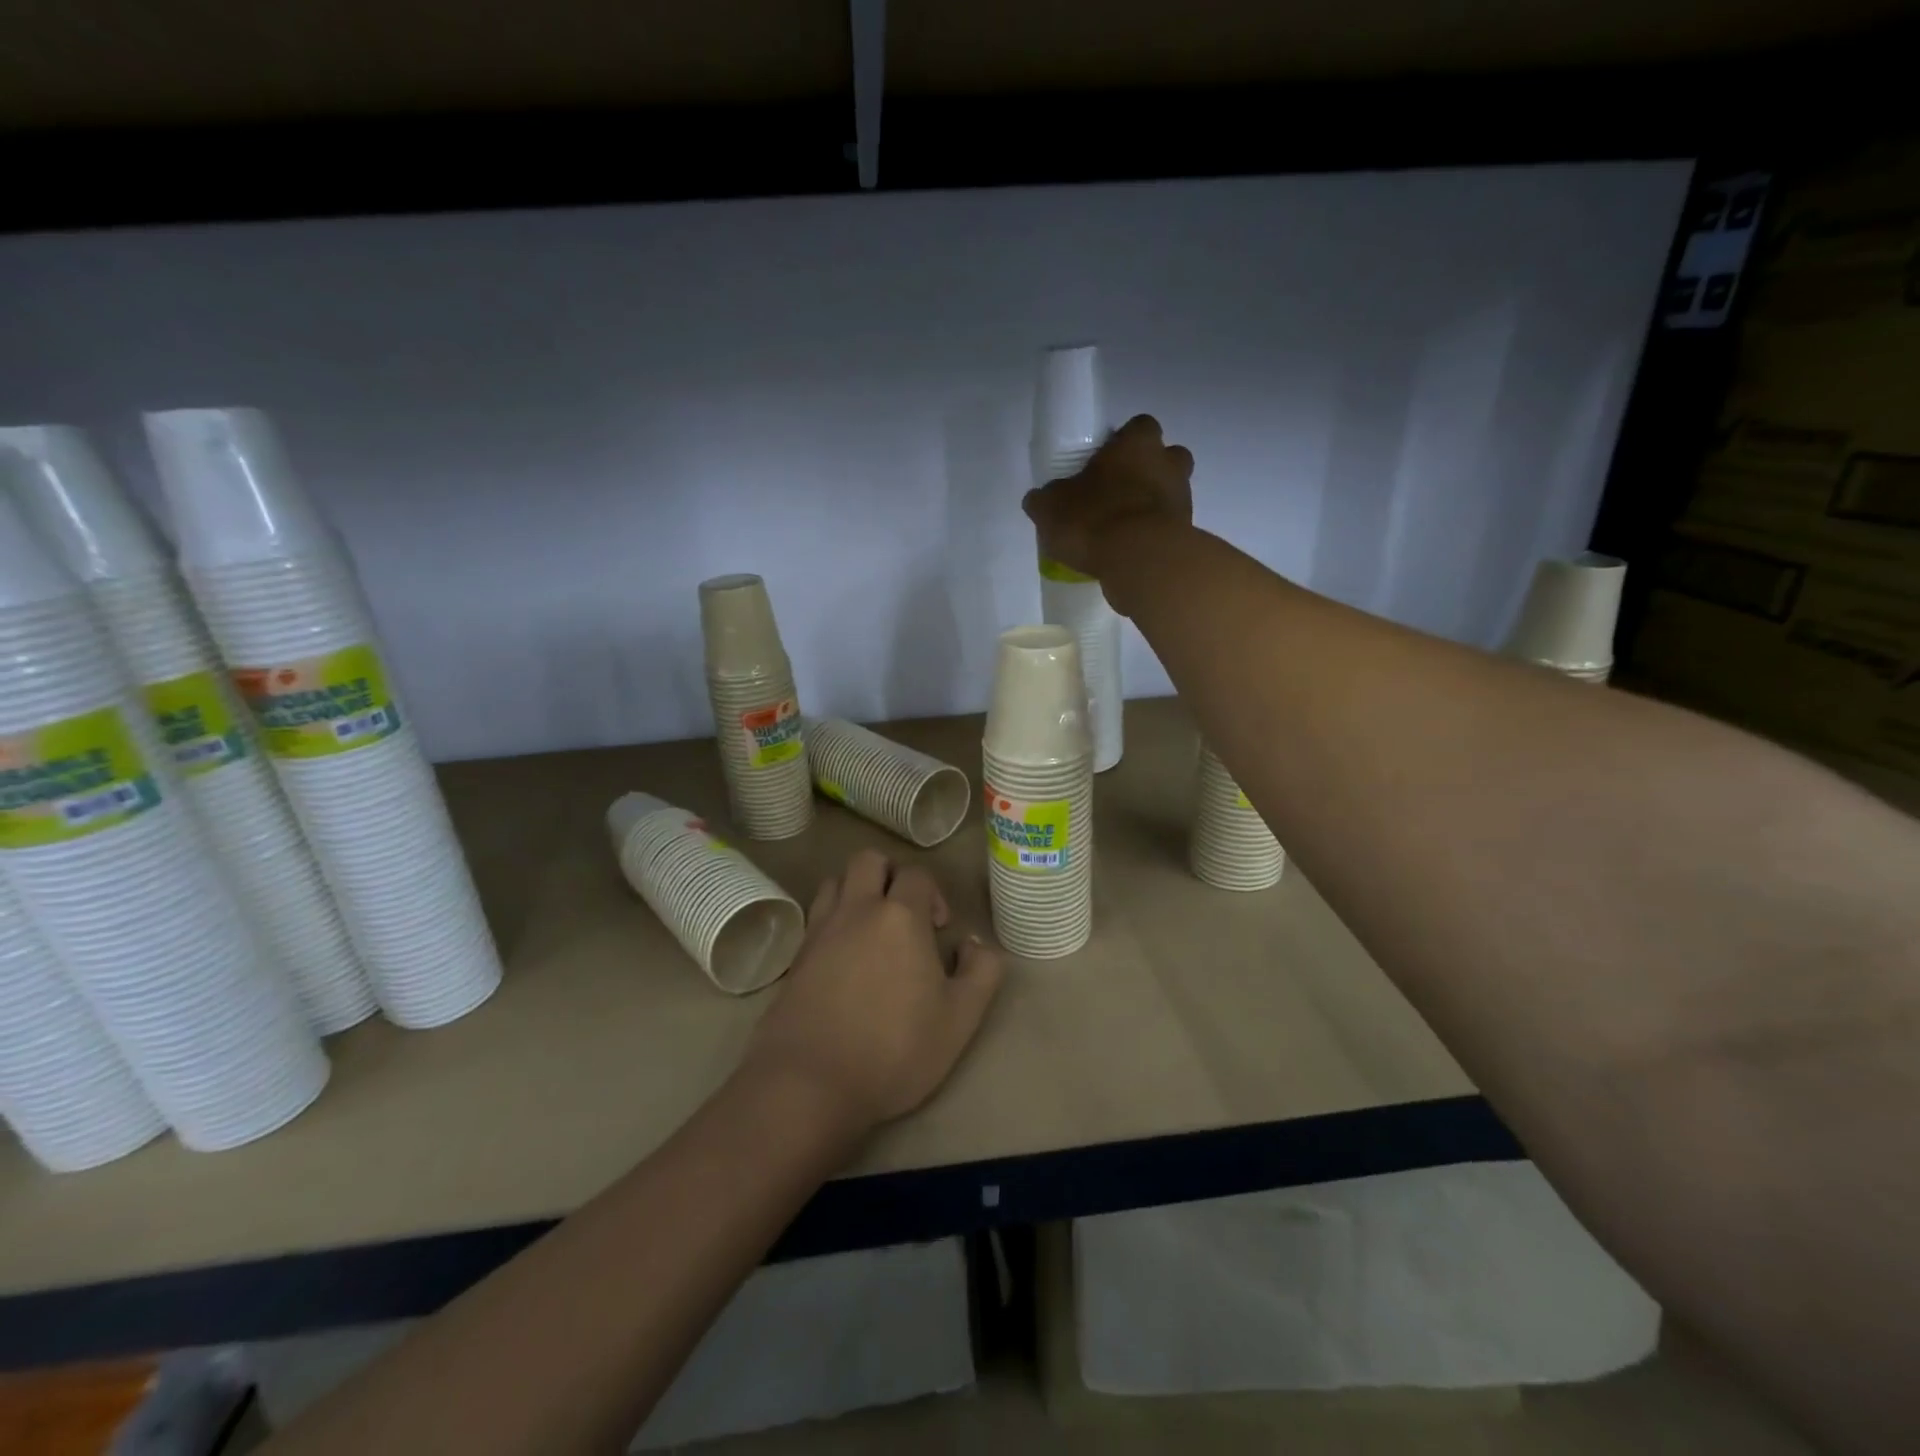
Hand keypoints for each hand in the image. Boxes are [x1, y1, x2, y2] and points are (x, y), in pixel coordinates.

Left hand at [741, 849, 1004, 1135]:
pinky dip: (833, 919)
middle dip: (891, 874)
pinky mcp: (796, 956)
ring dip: (857, 891)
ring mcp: (820, 931)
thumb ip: (981, 973)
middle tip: (905, 913)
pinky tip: (844, 955)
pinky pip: (816, 916)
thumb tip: (973, 944)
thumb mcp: (960, 1019)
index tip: (940, 929)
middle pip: (868, 860)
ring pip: (836, 881)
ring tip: (872, 929)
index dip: (933, 893)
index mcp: (900, 917)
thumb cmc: (894, 1050)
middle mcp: (857, 910)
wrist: (809, 1083)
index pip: (917, 874)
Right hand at [1022, 413, 1193, 605]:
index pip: (1138, 427)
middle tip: (1118, 494)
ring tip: (1122, 531)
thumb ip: (1045, 499)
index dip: (1123, 443)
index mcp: (1137, 443)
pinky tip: (1131, 553)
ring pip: (1171, 493)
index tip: (1105, 462)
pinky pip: (1170, 528)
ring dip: (1152, 506)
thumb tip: (1038, 500)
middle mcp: (1168, 463)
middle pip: (1166, 458)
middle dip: (1147, 472)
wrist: (1141, 561)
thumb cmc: (1095, 519)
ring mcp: (1183, 499)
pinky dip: (1155, 536)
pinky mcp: (1188, 534)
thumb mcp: (1051, 508)